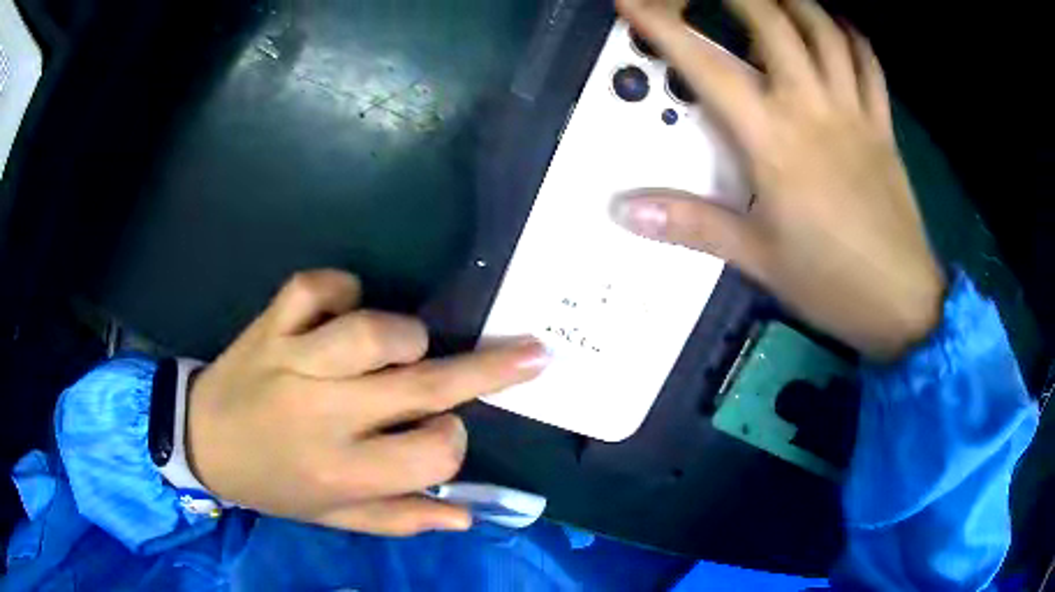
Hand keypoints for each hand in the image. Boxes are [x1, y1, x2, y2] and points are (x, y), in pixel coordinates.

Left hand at [185, 270, 548, 534]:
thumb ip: (400, 517)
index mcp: (343, 472)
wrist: (201, 440)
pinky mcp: (272, 323)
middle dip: (491, 368)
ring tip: (403, 347)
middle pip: (423, 387)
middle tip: (533, 351)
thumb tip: (466, 517)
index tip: (442, 431)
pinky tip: (340, 310)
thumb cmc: (272, 484)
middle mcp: (325, 416)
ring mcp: (295, 361)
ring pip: (378, 330)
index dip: (452, 438)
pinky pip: (321, 286)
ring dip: (406, 335)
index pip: (434, 453)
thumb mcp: (333, 517)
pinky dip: (343, 290)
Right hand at [612, 0, 944, 359]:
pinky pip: (868, 65)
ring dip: (795, 2)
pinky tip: (836, 24)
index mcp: (775, 143)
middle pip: (773, 25)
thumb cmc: (831, 283)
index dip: (665, 28)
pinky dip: (850, 35)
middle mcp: (813, 111)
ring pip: (825, 33)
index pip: (708, 68)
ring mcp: (854, 113)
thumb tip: (627, 211)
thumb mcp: (757, 259)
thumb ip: (694, 225)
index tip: (634, 1)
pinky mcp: (882, 126)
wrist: (902, 302)